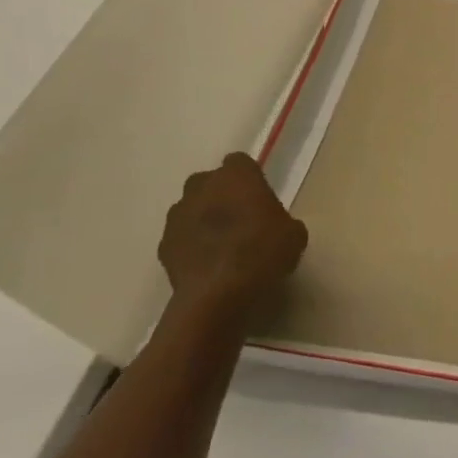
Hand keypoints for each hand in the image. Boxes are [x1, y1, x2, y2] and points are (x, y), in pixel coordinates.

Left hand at [157, 153, 307, 322]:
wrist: (217, 295)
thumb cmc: (262, 253)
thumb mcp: (293, 234)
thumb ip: (281, 220)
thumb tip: (274, 226)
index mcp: (236, 176)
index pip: (240, 162)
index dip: (250, 178)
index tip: (260, 197)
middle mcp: (202, 187)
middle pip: (210, 182)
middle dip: (222, 194)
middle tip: (242, 218)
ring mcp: (177, 216)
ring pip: (191, 208)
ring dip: (203, 219)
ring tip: (222, 244)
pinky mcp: (163, 244)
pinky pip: (181, 236)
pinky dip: (191, 244)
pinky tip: (207, 263)